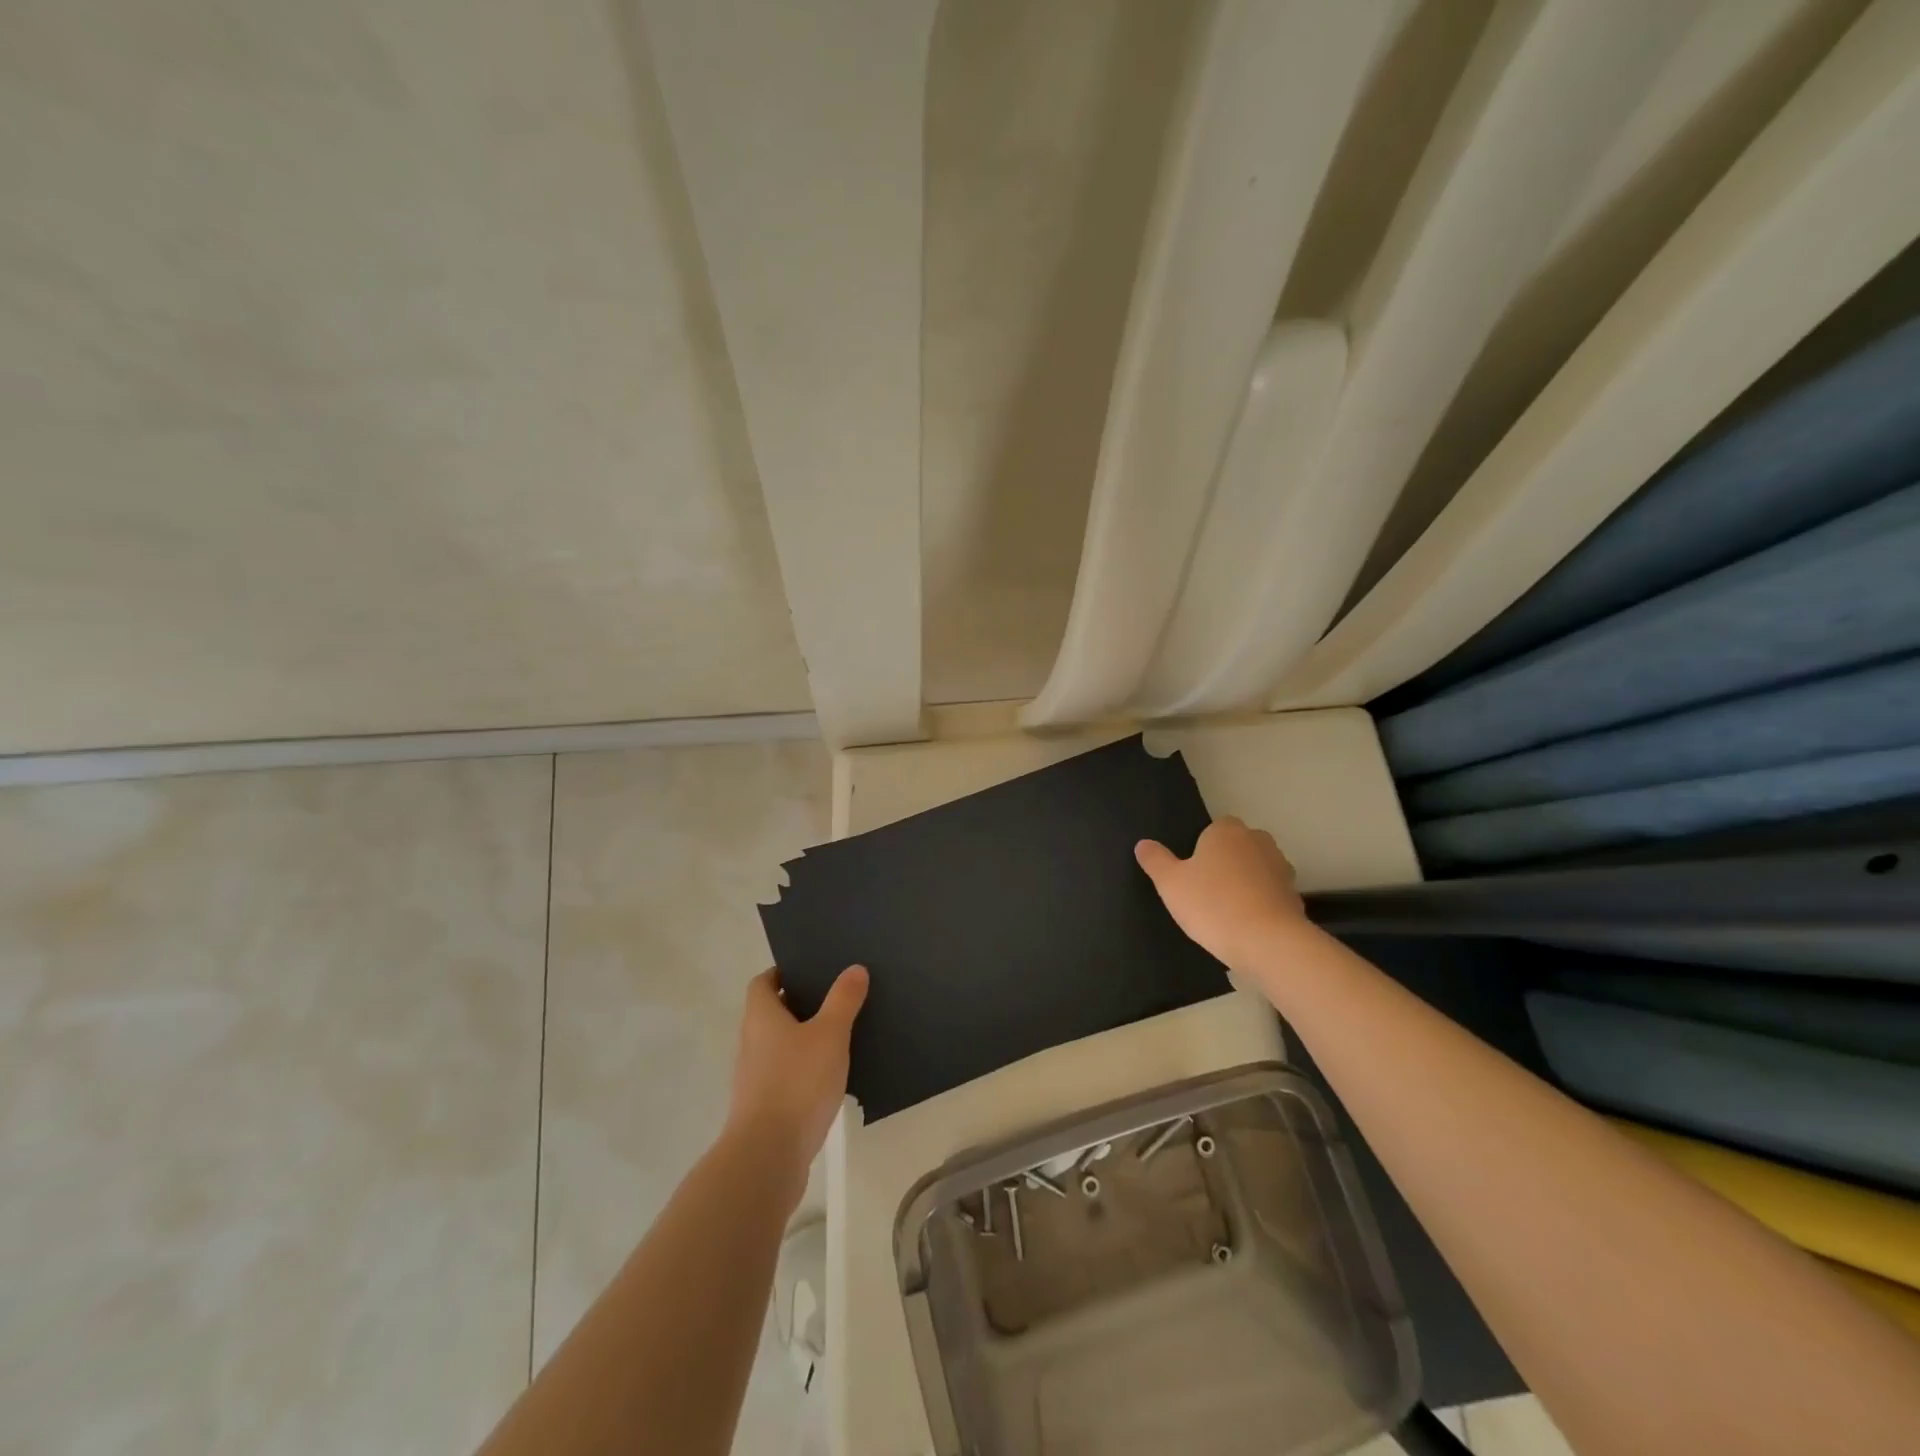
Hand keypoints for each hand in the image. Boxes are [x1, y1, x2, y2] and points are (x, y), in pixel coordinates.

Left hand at [725, 966, 867, 1208]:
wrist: (768, 1155)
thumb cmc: (797, 1082)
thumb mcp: (829, 1034)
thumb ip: (843, 1000)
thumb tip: (854, 968)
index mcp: (761, 1017)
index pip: (762, 982)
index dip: (782, 972)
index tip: (810, 969)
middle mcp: (751, 1042)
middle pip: (771, 1013)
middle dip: (799, 1004)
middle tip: (835, 997)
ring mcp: (754, 1077)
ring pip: (779, 1046)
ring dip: (803, 1039)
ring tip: (840, 1034)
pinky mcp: (764, 1107)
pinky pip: (785, 1075)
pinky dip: (804, 1069)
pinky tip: (831, 1076)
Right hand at [1135, 817, 1305, 970]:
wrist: (1266, 943)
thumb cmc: (1212, 904)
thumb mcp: (1170, 883)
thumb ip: (1155, 860)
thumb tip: (1143, 843)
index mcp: (1227, 831)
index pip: (1214, 827)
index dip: (1202, 848)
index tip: (1192, 872)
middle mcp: (1258, 841)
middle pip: (1238, 847)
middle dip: (1226, 863)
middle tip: (1205, 891)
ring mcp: (1281, 869)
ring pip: (1256, 870)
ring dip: (1245, 883)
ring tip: (1226, 912)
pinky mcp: (1295, 897)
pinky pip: (1270, 895)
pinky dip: (1260, 905)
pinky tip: (1246, 926)